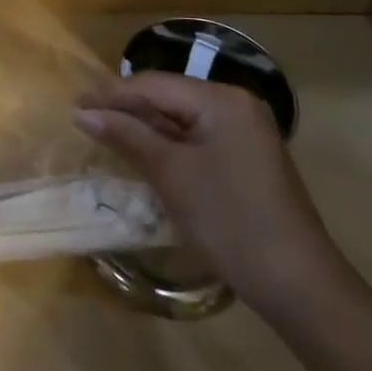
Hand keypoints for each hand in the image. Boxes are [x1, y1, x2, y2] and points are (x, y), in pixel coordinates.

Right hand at [73, 73, 345, 311]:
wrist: (298, 286)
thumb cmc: (229, 220)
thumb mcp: (170, 174)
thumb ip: (127, 135)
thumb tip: (83, 113)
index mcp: (221, 99)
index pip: (154, 84)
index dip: (111, 94)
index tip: (73, 105)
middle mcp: (236, 106)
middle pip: (169, 96)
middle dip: (127, 108)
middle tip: (85, 119)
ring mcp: (245, 133)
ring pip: (182, 118)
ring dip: (145, 126)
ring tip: (105, 133)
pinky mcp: (247, 159)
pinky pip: (197, 138)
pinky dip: (168, 143)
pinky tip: (143, 153)